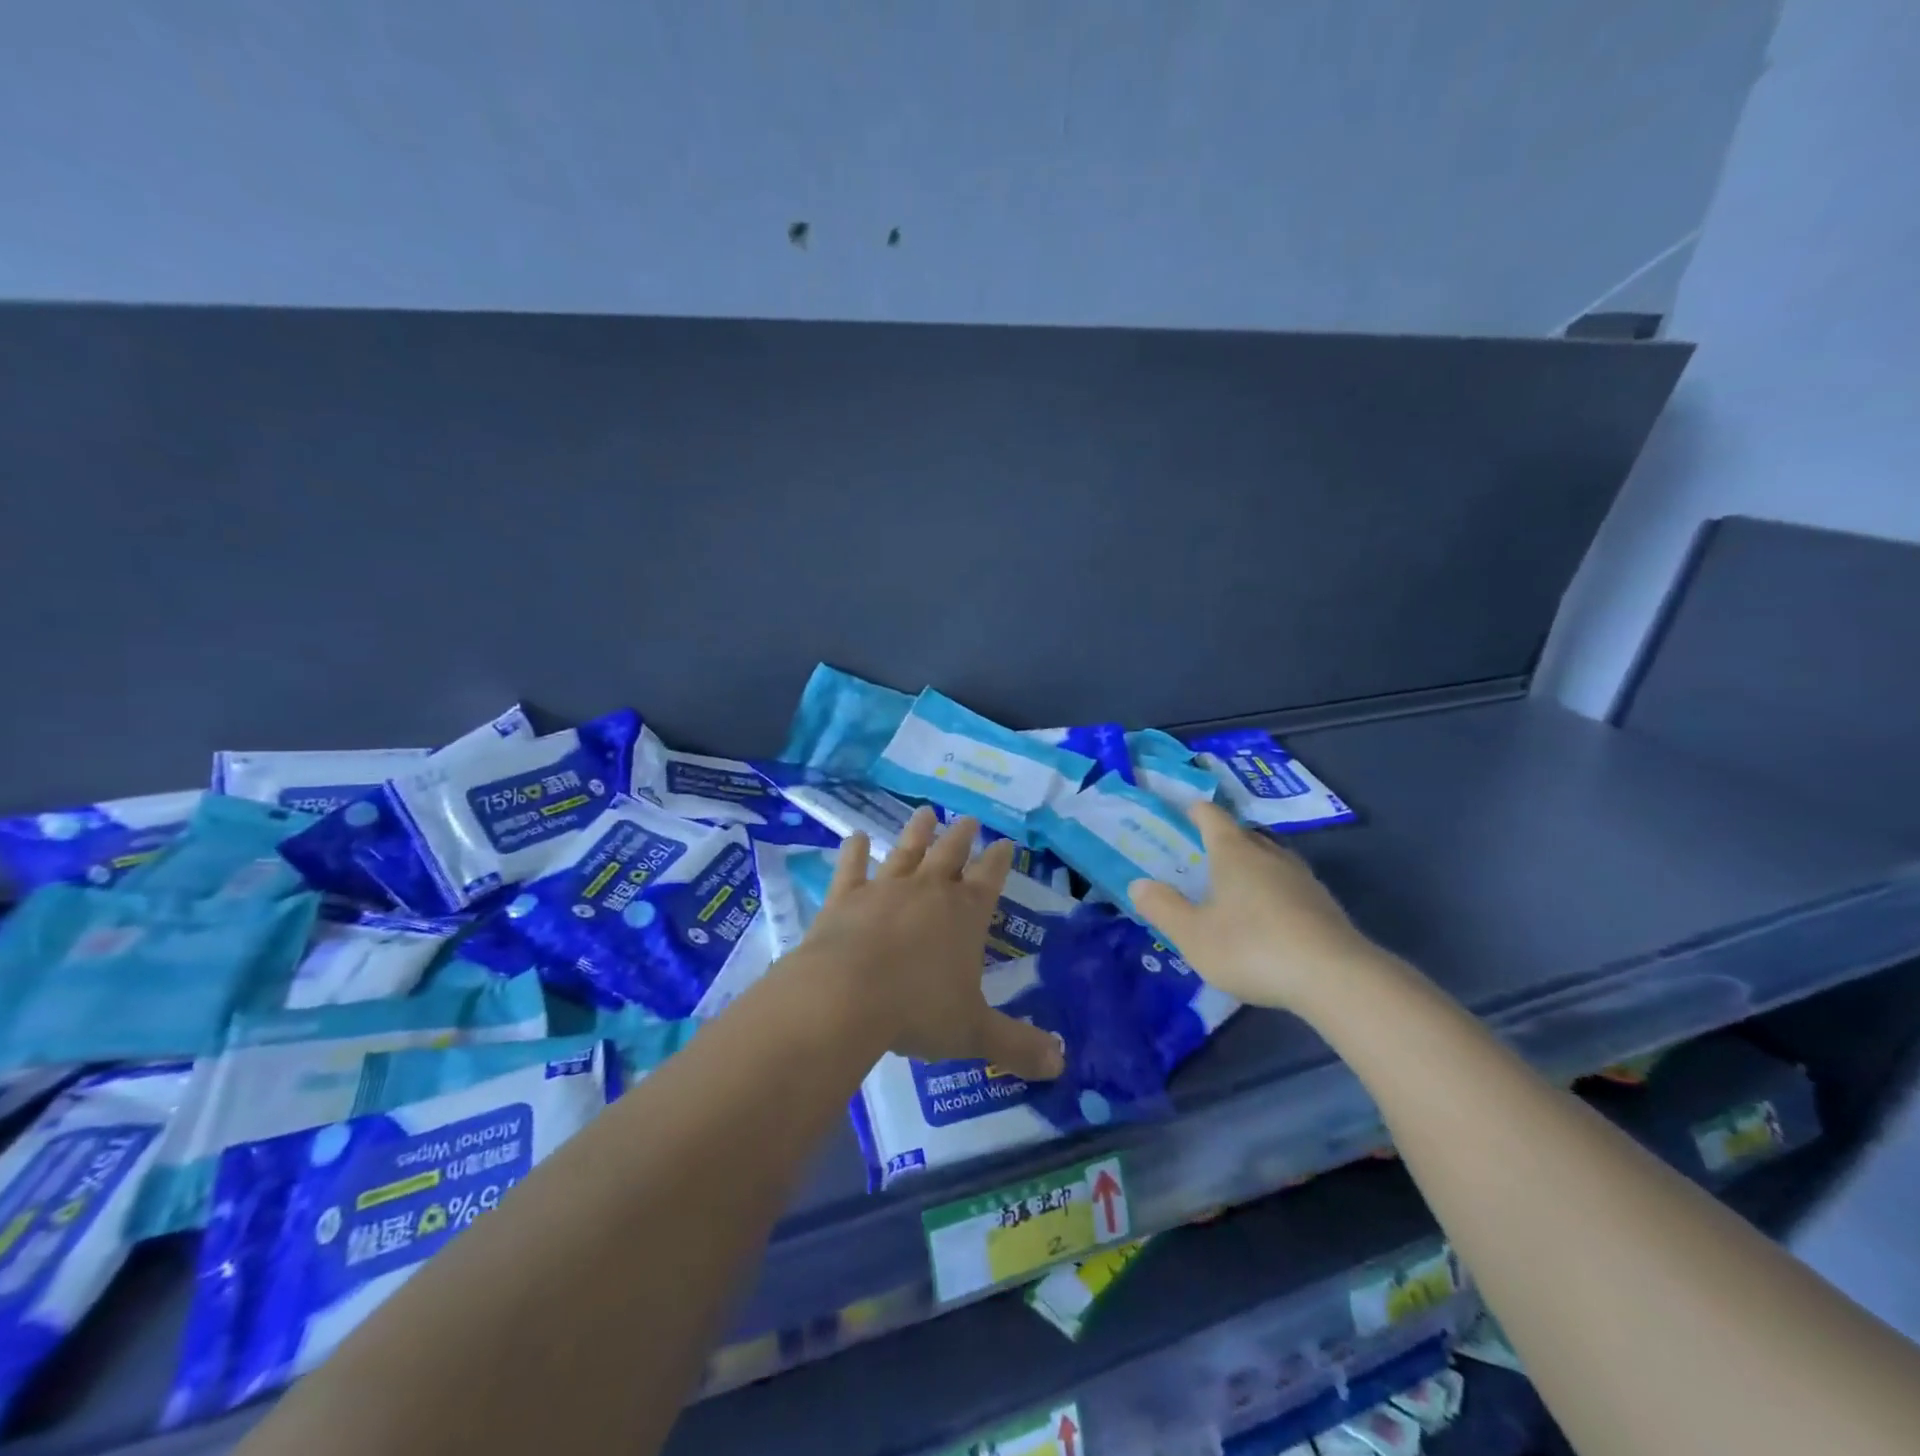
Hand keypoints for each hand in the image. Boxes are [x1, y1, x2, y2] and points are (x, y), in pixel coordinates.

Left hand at [799, 806, 1065, 1080]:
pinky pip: (852, 868)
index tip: (1006, 843)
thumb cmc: (917, 1011)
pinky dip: (855, 851)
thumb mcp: (974, 1033)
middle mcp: (928, 891)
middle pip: (950, 854)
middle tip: (970, 819)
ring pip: (906, 851)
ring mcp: (884, 890)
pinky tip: (857, 836)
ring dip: (918, 832)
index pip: (989, 878)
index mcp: (965, 914)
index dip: (1000, 860)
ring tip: (926, 811)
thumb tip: (1061, 1064)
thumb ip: (1017, 1045)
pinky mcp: (844, 898)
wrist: (845, 997)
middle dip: (963, 837)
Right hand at [1127, 800, 1386, 1013]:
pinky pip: (1289, 885)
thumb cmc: (1252, 947)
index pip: (1212, 816)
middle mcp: (1269, 855)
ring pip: (1270, 858)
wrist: (1335, 978)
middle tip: (1202, 853)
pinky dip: (1273, 891)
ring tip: (1234, 884)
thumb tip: (1138, 884)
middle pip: (1243, 834)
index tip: (1185, 810)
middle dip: (1223, 839)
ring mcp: (1302, 878)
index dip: (1196, 811)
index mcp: (1233, 853)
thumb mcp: (1194, 935)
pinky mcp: (1324, 905)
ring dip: (1251, 864)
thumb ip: (1164, 908)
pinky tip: (1267, 916)